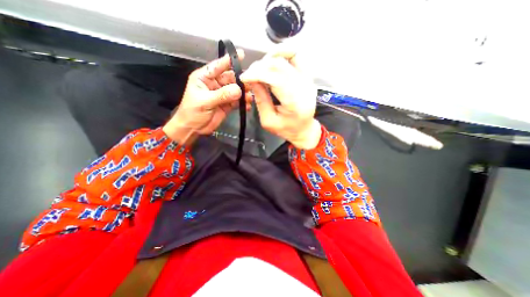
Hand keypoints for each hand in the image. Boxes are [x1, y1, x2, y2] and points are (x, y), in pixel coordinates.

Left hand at [163, 50, 250, 145]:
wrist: (193, 128)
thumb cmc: (193, 112)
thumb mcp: (205, 101)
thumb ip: (222, 95)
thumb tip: (239, 90)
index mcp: (205, 78)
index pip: (218, 66)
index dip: (229, 60)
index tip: (241, 54)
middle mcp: (215, 84)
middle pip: (231, 78)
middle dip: (241, 80)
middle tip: (252, 83)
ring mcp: (222, 95)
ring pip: (236, 90)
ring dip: (244, 93)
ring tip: (250, 97)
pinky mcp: (227, 104)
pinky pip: (237, 101)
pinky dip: (243, 103)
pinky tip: (247, 106)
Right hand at [240, 49, 317, 150]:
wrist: (304, 129)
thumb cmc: (286, 129)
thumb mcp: (268, 120)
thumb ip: (261, 100)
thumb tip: (252, 80)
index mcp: (294, 103)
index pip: (275, 79)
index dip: (257, 74)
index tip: (244, 77)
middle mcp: (304, 88)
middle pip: (280, 66)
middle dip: (260, 67)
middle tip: (250, 74)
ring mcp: (308, 80)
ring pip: (288, 57)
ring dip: (270, 59)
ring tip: (260, 68)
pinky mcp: (308, 77)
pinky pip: (296, 57)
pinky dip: (282, 54)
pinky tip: (272, 60)